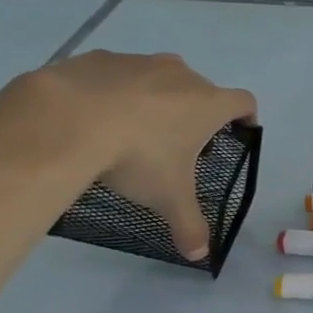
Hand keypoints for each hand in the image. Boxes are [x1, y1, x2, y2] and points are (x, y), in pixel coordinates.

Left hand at [36, 51, 257, 259]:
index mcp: (208, 104)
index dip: (246, 117)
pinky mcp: (100, 58)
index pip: (244, 102)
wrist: (67, 120)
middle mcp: (181, 75)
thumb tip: (200, 254)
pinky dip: (115, 92)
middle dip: (195, 112)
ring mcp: (139, 62)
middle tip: (179, 144)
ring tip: (133, 130)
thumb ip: (190, 226)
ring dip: (156, 99)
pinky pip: (118, 74)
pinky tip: (95, 118)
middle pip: (202, 89)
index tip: (238, 133)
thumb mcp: (168, 199)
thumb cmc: (137, 156)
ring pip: (159, 78)